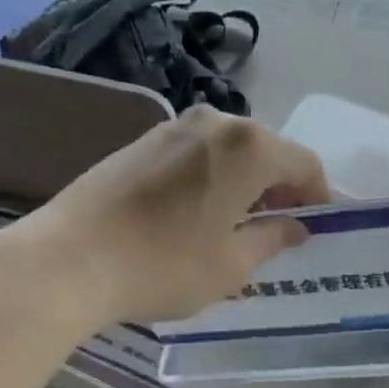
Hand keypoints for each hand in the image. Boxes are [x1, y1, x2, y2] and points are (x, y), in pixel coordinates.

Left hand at [0, 107, 329, 333]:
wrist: (70, 256)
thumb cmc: (163, 264)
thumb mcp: (230, 265)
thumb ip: (273, 238)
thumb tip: (295, 226)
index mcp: (249, 146)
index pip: (304, 164)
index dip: (317, 195)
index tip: (315, 227)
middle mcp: (217, 121)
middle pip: (268, 150)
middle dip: (279, 186)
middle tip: (277, 229)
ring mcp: (176, 125)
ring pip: (230, 148)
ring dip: (244, 179)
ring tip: (234, 223)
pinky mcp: (145, 138)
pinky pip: (197, 150)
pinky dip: (211, 173)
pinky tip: (195, 210)